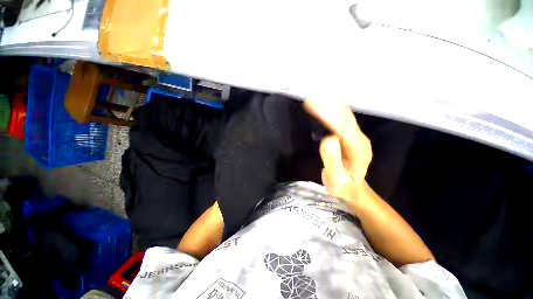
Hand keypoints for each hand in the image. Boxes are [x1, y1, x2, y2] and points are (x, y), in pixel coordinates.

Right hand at [304, 101, 371, 202]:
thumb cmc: (343, 185)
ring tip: (315, 96)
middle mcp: (360, 138)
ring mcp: (356, 136)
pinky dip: (333, 109)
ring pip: (344, 115)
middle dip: (327, 105)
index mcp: (358, 149)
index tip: (311, 104)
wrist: (352, 188)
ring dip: (330, 104)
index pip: (342, 126)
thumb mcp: (336, 178)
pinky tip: (325, 104)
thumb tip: (329, 138)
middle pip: (344, 117)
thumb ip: (332, 159)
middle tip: (310, 96)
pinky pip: (343, 119)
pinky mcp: (351, 136)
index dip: (327, 114)